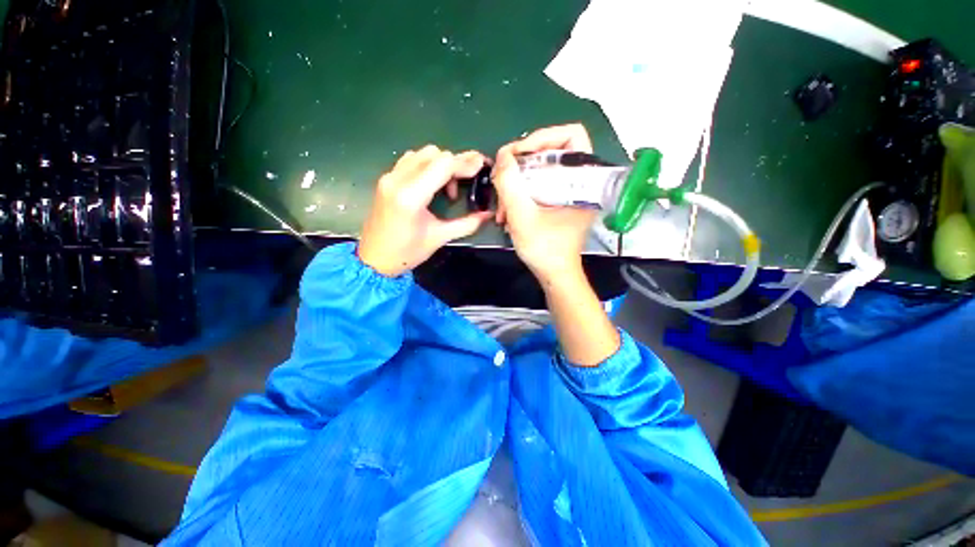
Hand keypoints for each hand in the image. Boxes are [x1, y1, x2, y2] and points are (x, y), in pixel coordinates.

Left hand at [358, 145, 492, 276]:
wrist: (373, 259)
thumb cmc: (406, 253)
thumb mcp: (439, 238)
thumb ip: (466, 224)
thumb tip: (487, 215)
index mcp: (411, 196)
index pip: (443, 164)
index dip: (465, 164)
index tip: (482, 167)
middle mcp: (398, 179)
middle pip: (434, 154)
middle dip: (456, 164)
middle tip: (468, 181)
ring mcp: (389, 177)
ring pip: (422, 153)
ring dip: (441, 163)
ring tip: (448, 186)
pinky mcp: (386, 179)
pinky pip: (410, 160)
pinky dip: (427, 165)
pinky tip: (432, 182)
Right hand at [492, 124, 597, 283]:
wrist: (554, 274)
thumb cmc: (545, 250)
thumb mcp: (522, 216)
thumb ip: (509, 184)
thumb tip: (502, 156)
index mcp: (583, 180)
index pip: (571, 135)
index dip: (543, 137)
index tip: (519, 155)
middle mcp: (579, 181)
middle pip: (550, 152)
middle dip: (521, 164)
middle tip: (503, 177)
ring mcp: (568, 191)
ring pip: (540, 170)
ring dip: (517, 182)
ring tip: (501, 204)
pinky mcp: (558, 200)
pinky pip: (538, 184)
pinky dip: (521, 192)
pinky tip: (507, 209)